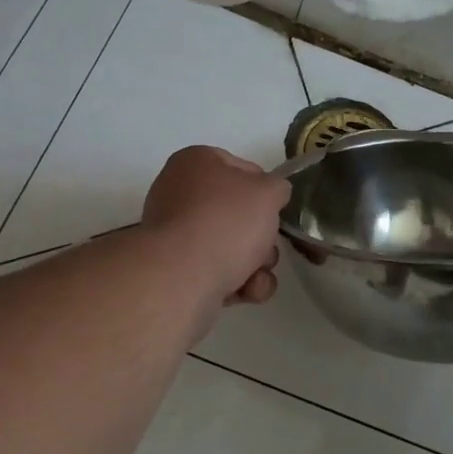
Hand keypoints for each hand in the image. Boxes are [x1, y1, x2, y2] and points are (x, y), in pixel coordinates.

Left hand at [142, 146, 289, 308]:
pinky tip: (245, 291)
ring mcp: (175, 235)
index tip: (275, 208)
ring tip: (257, 276)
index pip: (241, 168)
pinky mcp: (176, 271)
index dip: (264, 189)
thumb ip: (277, 188)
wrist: (183, 277)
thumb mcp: (267, 192)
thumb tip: (272, 194)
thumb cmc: (226, 221)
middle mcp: (179, 194)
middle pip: (237, 213)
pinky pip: (216, 271)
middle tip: (266, 246)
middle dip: (261, 235)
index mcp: (194, 162)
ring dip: (255, 264)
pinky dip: (236, 282)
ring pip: (230, 246)